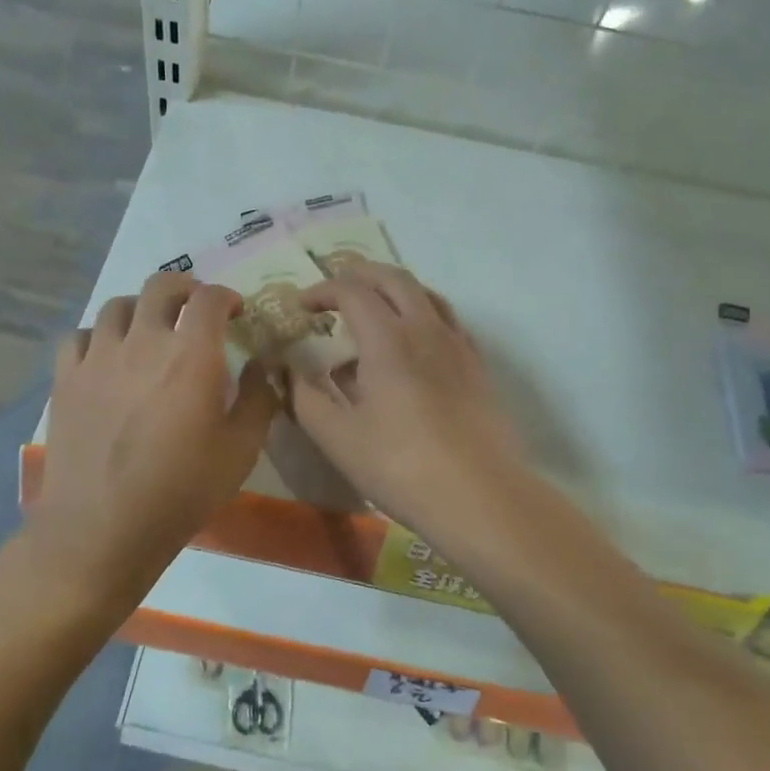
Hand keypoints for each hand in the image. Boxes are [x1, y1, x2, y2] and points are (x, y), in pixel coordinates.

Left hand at [27, 272, 276, 615]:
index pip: (209, 299)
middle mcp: (142, 342)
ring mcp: (97, 357)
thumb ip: (259, 399)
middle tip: (195, 308)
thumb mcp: (241, 450)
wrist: (103, 528)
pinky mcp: (65, 379)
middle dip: (185, 289)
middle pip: (160, 286)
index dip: (226, 296)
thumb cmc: (181, 491)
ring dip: (141, 308)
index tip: (235, 311)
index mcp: (191, 356)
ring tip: (150, 329)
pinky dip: (99, 335)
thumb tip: (260, 365)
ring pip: (117, 305)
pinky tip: (107, 356)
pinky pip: (79, 336)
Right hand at [288, 262, 525, 540]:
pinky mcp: (477, 366)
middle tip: (334, 289)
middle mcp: (426, 328)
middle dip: (359, 274)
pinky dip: (422, 314)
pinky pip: (447, 321)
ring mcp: (458, 345)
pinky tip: (413, 343)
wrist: (480, 497)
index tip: (301, 307)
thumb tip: (289, 371)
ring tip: (373, 308)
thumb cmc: (400, 466)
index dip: (321, 290)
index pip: (351, 291)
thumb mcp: (337, 437)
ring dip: (394, 289)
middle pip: (394, 278)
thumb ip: (305, 398)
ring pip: (426, 294)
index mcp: (388, 339)